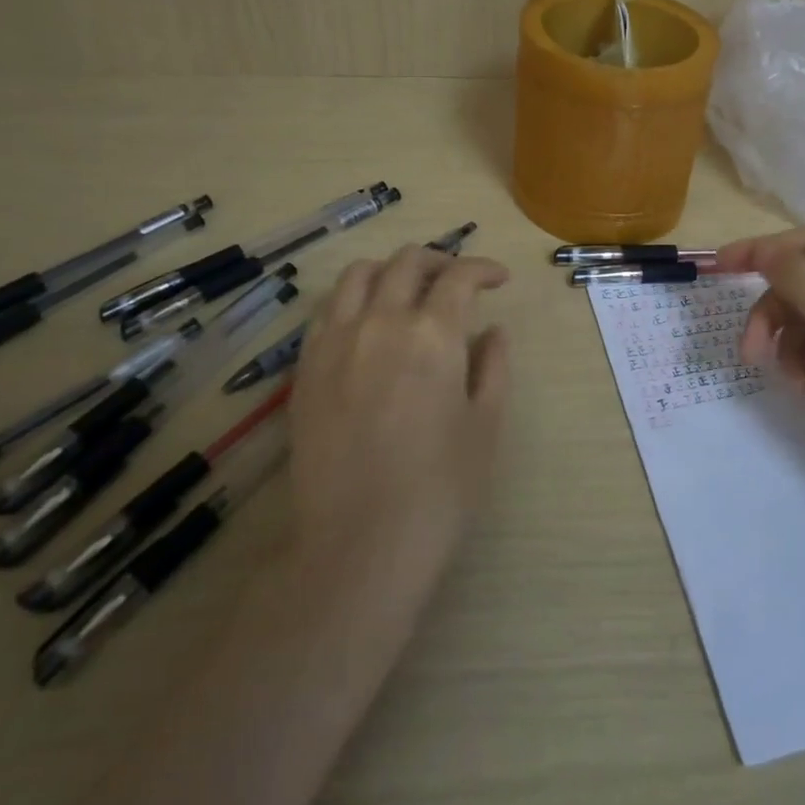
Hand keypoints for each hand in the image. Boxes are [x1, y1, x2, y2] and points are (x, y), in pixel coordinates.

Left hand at [286, 246, 510, 573]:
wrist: (358, 544)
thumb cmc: (439, 489)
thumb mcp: (486, 426)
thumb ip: (493, 366)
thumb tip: (493, 331)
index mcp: (433, 334)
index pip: (459, 276)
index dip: (483, 269)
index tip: (498, 279)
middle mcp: (381, 321)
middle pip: (407, 262)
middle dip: (440, 260)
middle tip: (458, 281)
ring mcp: (336, 341)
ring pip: (359, 274)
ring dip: (391, 270)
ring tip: (408, 291)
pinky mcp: (306, 366)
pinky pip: (327, 309)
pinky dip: (353, 298)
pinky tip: (367, 322)